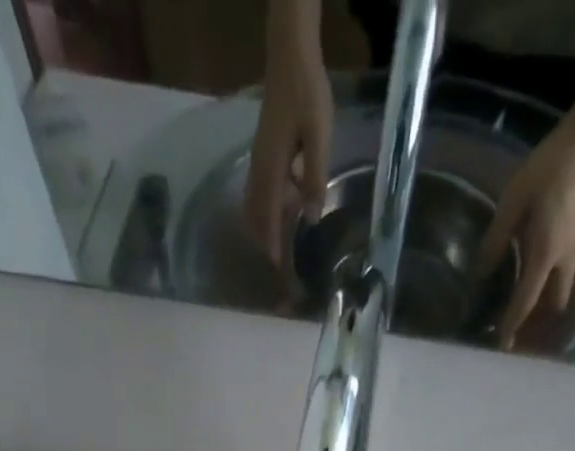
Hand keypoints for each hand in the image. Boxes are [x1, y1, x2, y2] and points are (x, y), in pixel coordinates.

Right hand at [242, 0, 330, 269]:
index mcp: (271, 169)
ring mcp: (258, 162)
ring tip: (278, 250)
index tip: (277, 268)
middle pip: (256, 216)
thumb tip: (312, 218)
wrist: (290, 58)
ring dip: (264, 229)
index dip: (272, 243)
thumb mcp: (318, 138)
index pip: (267, 216)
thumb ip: (315, 178)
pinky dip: (266, 212)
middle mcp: (259, 170)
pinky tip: (282, 218)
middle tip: (277, 267)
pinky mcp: (263, 155)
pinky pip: (259, 193)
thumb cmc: (307, 96)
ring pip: (255, 206)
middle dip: (264, 242)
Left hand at [477, 120, 574, 350]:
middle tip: (514, 344)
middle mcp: (562, 262)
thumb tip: (479, 277)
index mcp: (544, 254)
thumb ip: (495, 242)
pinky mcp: (573, 247)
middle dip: (536, 331)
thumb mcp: (512, 204)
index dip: (512, 325)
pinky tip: (533, 303)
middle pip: (551, 310)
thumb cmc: (547, 169)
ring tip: (523, 331)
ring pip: (559, 300)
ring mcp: (572, 255)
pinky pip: (561, 285)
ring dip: (544, 319)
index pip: (526, 301)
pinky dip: (548, 301)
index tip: (502, 347)